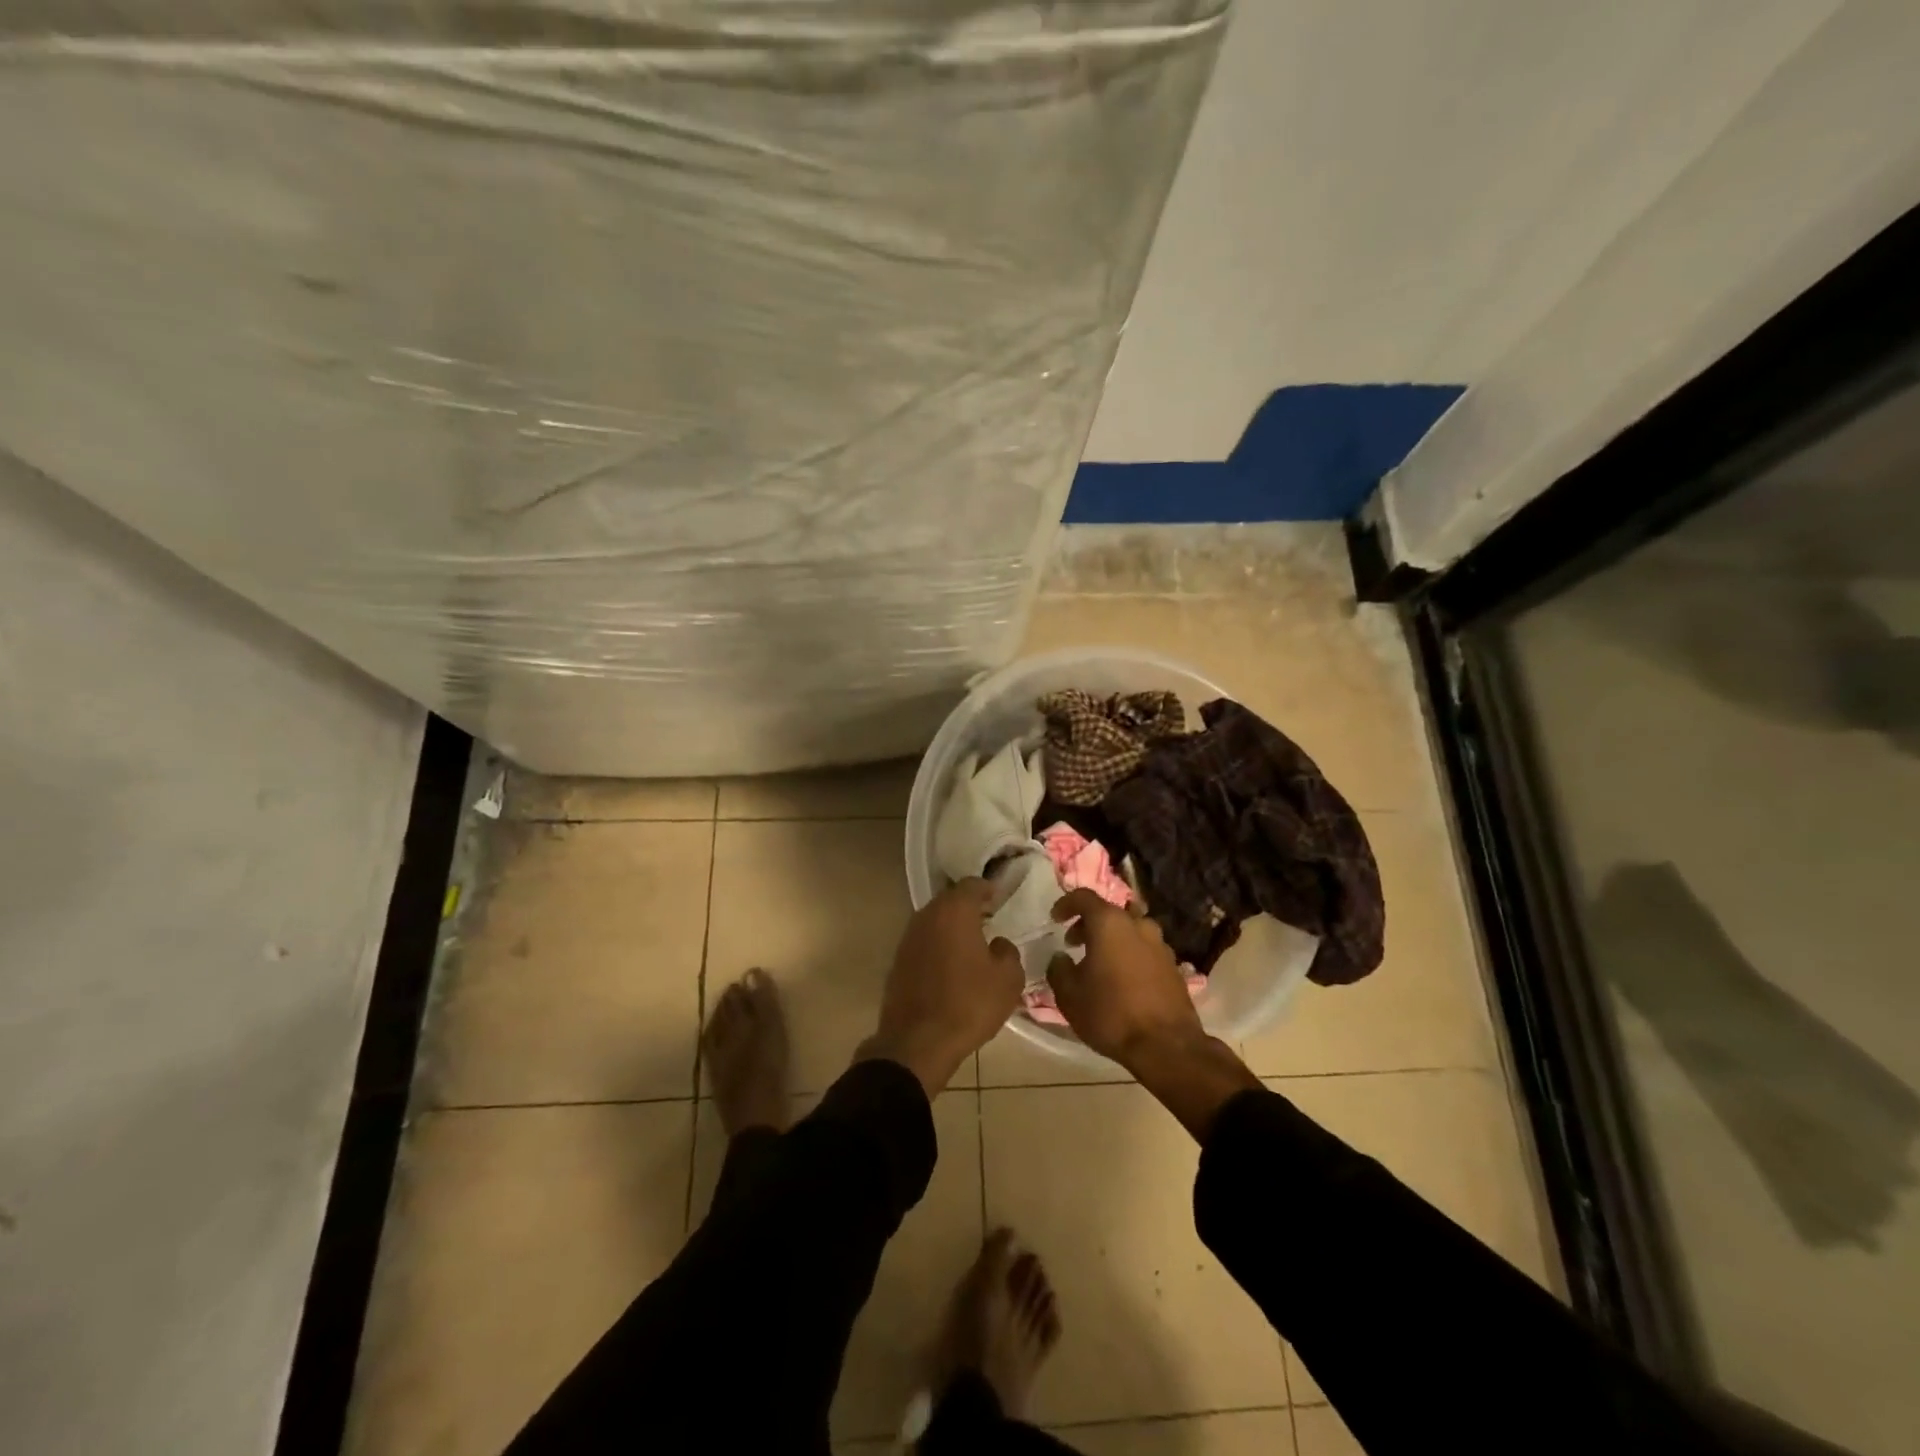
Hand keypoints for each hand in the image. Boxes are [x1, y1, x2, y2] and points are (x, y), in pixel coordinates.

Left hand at [861, 878, 1022, 1095]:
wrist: (917, 1042)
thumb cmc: (968, 1004)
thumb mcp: (1007, 980)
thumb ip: (1008, 952)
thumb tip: (998, 944)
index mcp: (954, 911)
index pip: (972, 884)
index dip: (989, 888)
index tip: (1000, 897)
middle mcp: (927, 916)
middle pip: (950, 900)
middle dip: (969, 906)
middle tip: (989, 917)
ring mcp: (908, 938)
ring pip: (935, 921)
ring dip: (952, 927)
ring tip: (972, 942)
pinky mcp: (898, 961)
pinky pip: (924, 942)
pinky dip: (939, 946)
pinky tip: (952, 964)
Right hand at [1048, 890, 1258, 1138]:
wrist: (1166, 1045)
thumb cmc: (1110, 1014)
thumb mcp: (1069, 995)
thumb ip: (1058, 969)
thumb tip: (1061, 958)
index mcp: (1110, 923)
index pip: (1084, 897)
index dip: (1066, 904)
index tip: (1055, 919)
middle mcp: (1138, 925)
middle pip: (1109, 912)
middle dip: (1089, 924)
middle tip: (1074, 944)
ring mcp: (1160, 944)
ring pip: (1130, 931)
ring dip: (1112, 940)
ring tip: (1099, 964)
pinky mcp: (1173, 965)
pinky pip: (1145, 950)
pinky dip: (1130, 955)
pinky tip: (1122, 980)